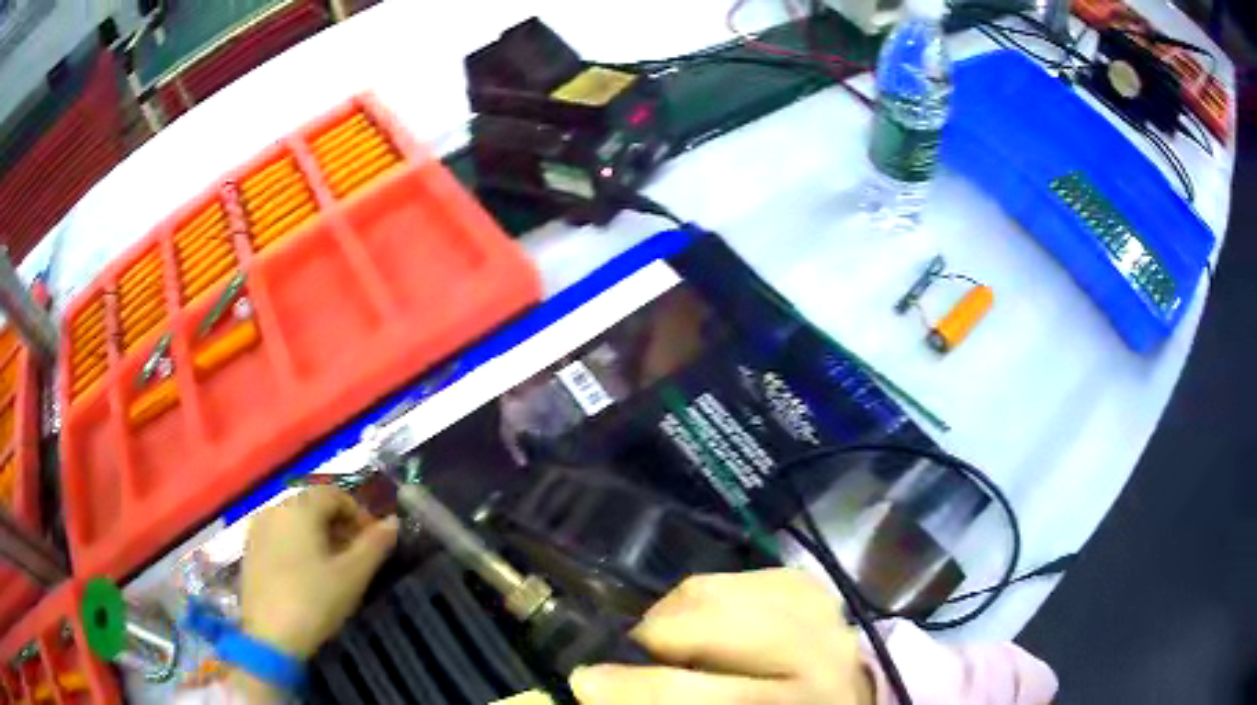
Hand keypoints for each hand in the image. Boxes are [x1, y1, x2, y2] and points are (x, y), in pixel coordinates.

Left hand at [239, 486, 398, 657]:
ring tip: (332, 568)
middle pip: (312, 505)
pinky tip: (306, 575)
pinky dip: (297, 546)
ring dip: (317, 536)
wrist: (270, 635)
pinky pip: (279, 536)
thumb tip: (393, 521)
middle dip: (338, 526)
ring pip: (294, 522)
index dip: (359, 514)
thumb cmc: (315, 600)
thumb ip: (374, 545)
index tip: (373, 542)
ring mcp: (257, 529)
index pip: (335, 494)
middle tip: (356, 557)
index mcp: (300, 507)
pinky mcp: (249, 550)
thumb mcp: (353, 575)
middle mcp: (274, 508)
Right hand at [569, 569, 872, 704]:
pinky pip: (732, 576)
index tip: (584, 682)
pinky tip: (712, 625)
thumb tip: (599, 685)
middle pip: (711, 618)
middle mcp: (815, 651)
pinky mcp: (807, 583)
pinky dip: (706, 599)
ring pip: (716, 588)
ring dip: (676, 615)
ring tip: (675, 643)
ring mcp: (816, 607)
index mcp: (792, 704)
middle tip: (634, 658)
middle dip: (653, 635)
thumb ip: (668, 704)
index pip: (704, 693)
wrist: (845, 700)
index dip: (634, 688)